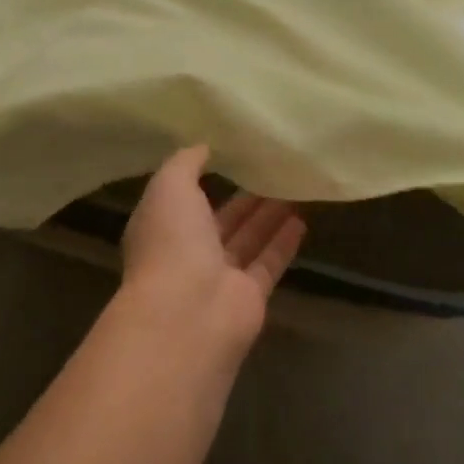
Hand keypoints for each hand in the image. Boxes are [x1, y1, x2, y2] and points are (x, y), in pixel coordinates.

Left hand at [118, 145, 306, 366]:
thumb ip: (185, 163)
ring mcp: (218, 276)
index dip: (201, 177)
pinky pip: (268, 262)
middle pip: (220, 219)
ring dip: (267, 214)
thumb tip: (203, 147)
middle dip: (243, 196)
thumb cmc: (170, 242)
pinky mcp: (249, 297)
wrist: (186, 315)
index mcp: (161, 225)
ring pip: (247, 238)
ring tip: (292, 186)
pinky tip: (302, 219)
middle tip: (271, 168)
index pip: (182, 198)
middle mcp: (187, 251)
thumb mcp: (169, 186)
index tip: (228, 153)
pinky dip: (283, 242)